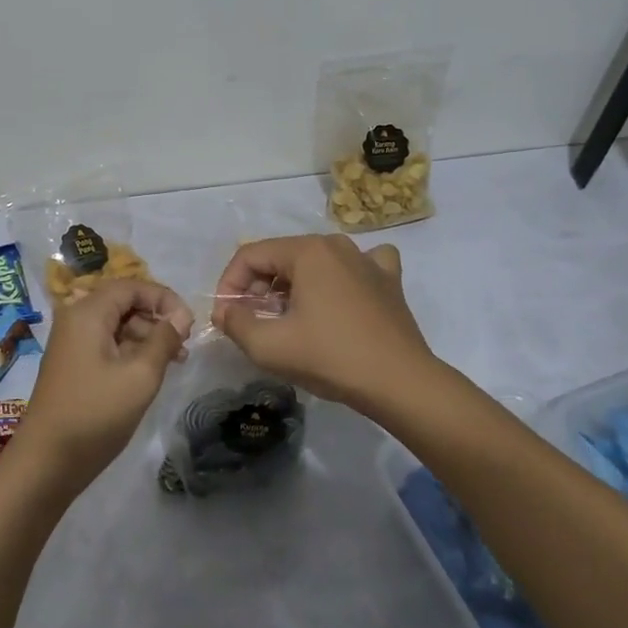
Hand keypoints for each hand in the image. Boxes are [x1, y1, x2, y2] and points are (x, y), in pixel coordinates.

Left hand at [18, 279, 193, 495]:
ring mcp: (71, 342)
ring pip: (116, 325)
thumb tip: (181, 316)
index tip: (188, 323)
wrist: (47, 461)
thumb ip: (164, 339)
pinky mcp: (72, 364)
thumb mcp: (140, 375)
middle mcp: (76, 319)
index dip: (164, 298)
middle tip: (184, 344)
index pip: (132, 286)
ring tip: (175, 361)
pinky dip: (130, 351)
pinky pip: (106, 343)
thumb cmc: (96, 413)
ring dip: (146, 337)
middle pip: (123, 303)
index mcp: (88, 312)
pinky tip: (151, 371)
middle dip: (156, 318)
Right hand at [211, 234, 433, 412]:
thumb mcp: (269, 347)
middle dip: (259, 288)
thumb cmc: (331, 358)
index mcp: (307, 251)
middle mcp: (336, 244)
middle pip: (281, 257)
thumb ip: (236, 323)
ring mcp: (367, 260)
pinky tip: (341, 296)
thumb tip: (226, 311)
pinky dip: (340, 278)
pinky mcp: (389, 281)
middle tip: (253, 322)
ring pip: (315, 263)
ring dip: (293, 286)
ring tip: (289, 319)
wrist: (400, 383)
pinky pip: (357, 267)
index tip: (226, 316)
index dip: (230, 284)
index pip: (251, 255)